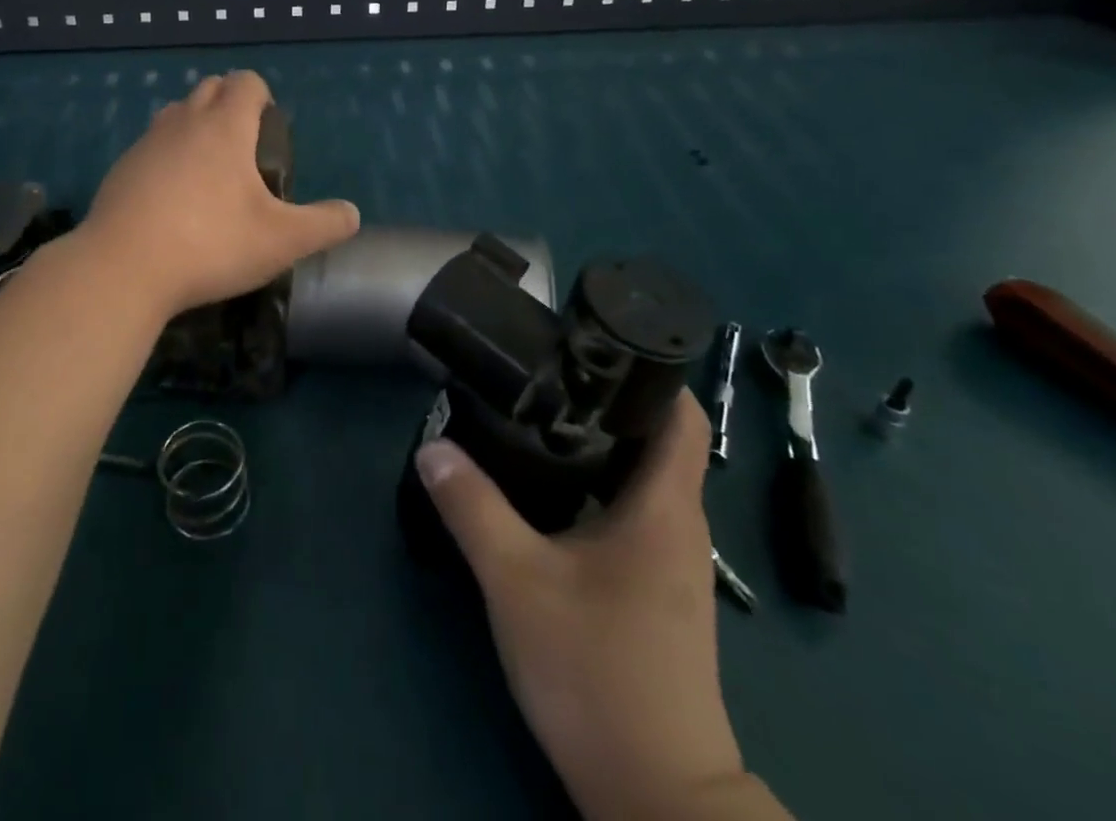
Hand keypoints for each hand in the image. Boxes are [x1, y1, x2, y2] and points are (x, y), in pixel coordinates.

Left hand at [78, 70, 359, 319]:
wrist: (123, 269)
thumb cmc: (211, 245)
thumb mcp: (282, 241)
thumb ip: (324, 224)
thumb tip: (351, 214)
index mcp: (224, 126)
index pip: (246, 82)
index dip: (262, 96)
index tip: (269, 130)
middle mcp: (183, 122)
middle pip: (209, 88)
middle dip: (229, 105)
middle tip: (245, 151)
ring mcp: (146, 143)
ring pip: (176, 114)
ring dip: (195, 126)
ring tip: (209, 172)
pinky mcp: (120, 169)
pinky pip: (151, 145)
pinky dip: (167, 156)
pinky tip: (172, 199)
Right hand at [416, 393, 762, 820]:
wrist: (655, 795)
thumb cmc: (597, 671)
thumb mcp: (517, 581)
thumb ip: (472, 507)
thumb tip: (433, 447)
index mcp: (664, 509)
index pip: (681, 415)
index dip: (651, 370)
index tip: (597, 340)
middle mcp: (678, 526)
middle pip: (655, 440)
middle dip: (606, 400)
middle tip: (544, 370)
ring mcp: (670, 563)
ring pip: (639, 479)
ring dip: (597, 445)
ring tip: (537, 416)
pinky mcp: (653, 591)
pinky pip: (630, 513)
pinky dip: (595, 486)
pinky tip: (547, 490)